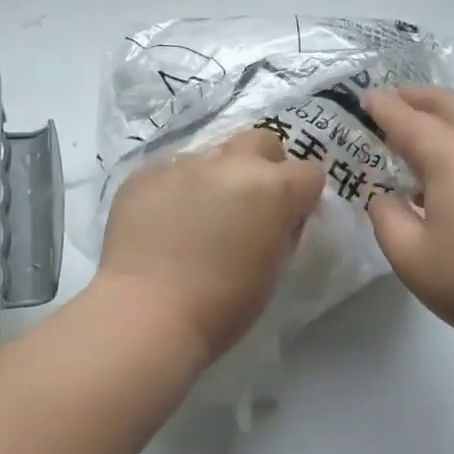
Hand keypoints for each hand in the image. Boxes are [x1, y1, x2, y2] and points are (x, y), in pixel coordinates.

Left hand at [95, 129, 325, 365]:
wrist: (147, 312)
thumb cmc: (223, 304)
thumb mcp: (273, 269)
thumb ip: (282, 230)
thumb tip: (279, 217)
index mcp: (273, 187)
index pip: (308, 173)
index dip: (303, 196)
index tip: (290, 218)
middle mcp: (232, 163)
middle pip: (261, 142)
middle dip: (263, 165)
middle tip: (249, 204)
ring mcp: (184, 163)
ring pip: (211, 156)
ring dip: (214, 178)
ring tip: (196, 216)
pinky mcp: (144, 173)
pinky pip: (169, 170)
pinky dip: (174, 189)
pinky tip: (162, 221)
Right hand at [364, 87, 453, 359]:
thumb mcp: (411, 258)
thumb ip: (386, 219)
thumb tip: (386, 197)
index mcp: (450, 156)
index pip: (407, 119)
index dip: (382, 107)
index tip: (364, 97)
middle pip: (450, 104)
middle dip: (418, 97)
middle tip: (392, 101)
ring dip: (444, 117)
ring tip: (418, 138)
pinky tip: (452, 178)